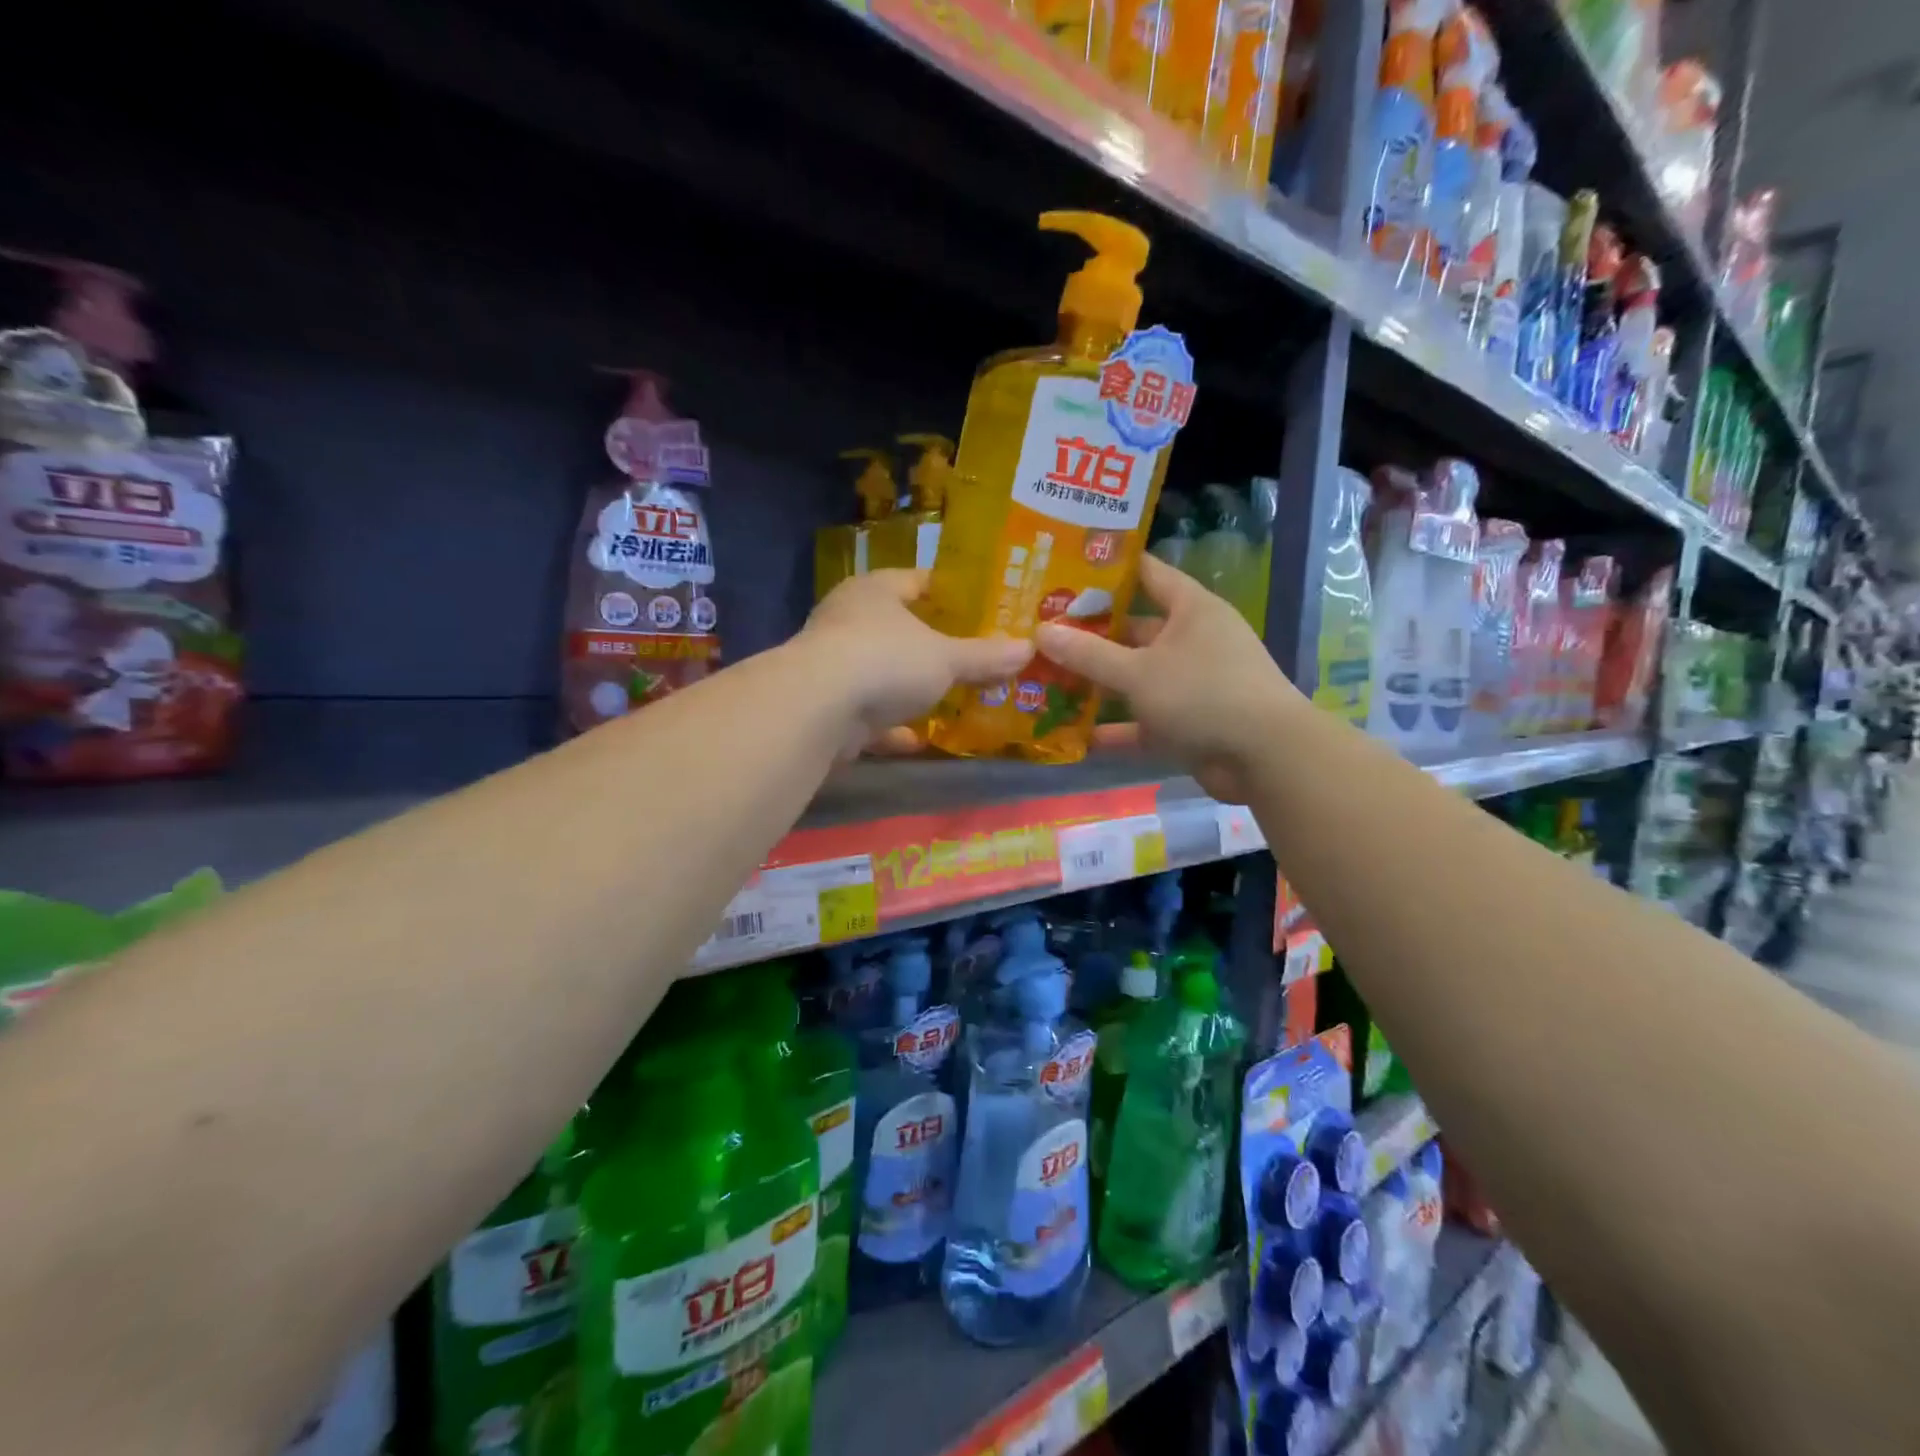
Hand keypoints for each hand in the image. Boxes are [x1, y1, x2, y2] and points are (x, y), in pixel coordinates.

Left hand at [797, 570, 1032, 746]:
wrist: (817, 710)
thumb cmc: (886, 661)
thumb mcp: (946, 658)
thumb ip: (985, 656)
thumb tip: (1028, 648)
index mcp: (875, 591)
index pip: (917, 579)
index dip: (949, 592)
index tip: (981, 607)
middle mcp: (848, 620)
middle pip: (898, 628)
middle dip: (933, 645)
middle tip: (973, 656)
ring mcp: (834, 664)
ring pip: (881, 672)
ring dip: (910, 688)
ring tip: (951, 698)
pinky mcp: (826, 705)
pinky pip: (867, 714)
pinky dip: (890, 727)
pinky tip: (917, 740)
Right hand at [1034, 555, 1303, 801]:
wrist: (1265, 758)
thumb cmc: (1202, 694)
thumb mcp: (1138, 671)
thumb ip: (1088, 654)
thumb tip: (1041, 631)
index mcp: (1190, 610)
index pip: (1146, 573)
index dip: (1108, 570)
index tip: (1064, 568)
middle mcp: (1191, 640)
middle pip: (1133, 630)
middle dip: (1089, 635)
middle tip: (1040, 632)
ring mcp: (1190, 684)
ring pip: (1135, 678)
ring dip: (1097, 684)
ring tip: (1046, 681)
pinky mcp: (1188, 723)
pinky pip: (1143, 721)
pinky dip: (1115, 729)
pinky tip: (1074, 736)